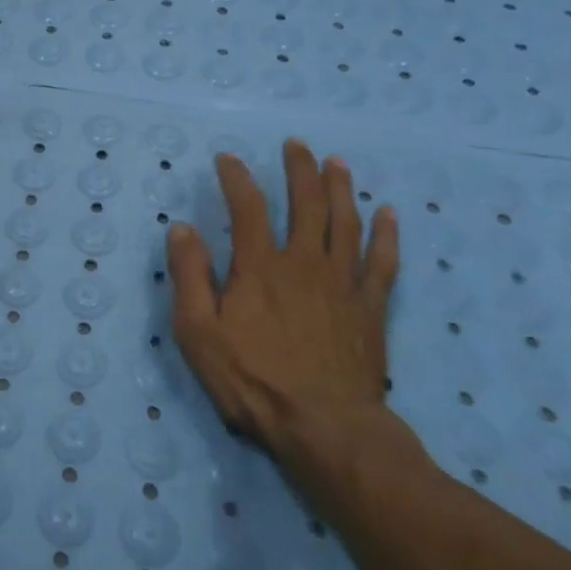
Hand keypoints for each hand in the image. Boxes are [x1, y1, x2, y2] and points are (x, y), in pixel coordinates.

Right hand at [166, 140, 399, 461]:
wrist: (323, 424)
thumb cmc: (251, 379)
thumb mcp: (197, 331)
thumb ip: (189, 275)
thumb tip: (182, 228)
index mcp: (259, 267)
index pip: (247, 208)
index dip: (236, 178)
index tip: (227, 159)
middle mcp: (304, 263)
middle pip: (307, 204)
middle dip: (299, 170)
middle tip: (296, 145)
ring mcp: (343, 283)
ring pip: (346, 223)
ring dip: (341, 189)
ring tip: (337, 163)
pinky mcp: (370, 307)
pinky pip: (383, 262)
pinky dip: (386, 235)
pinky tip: (388, 214)